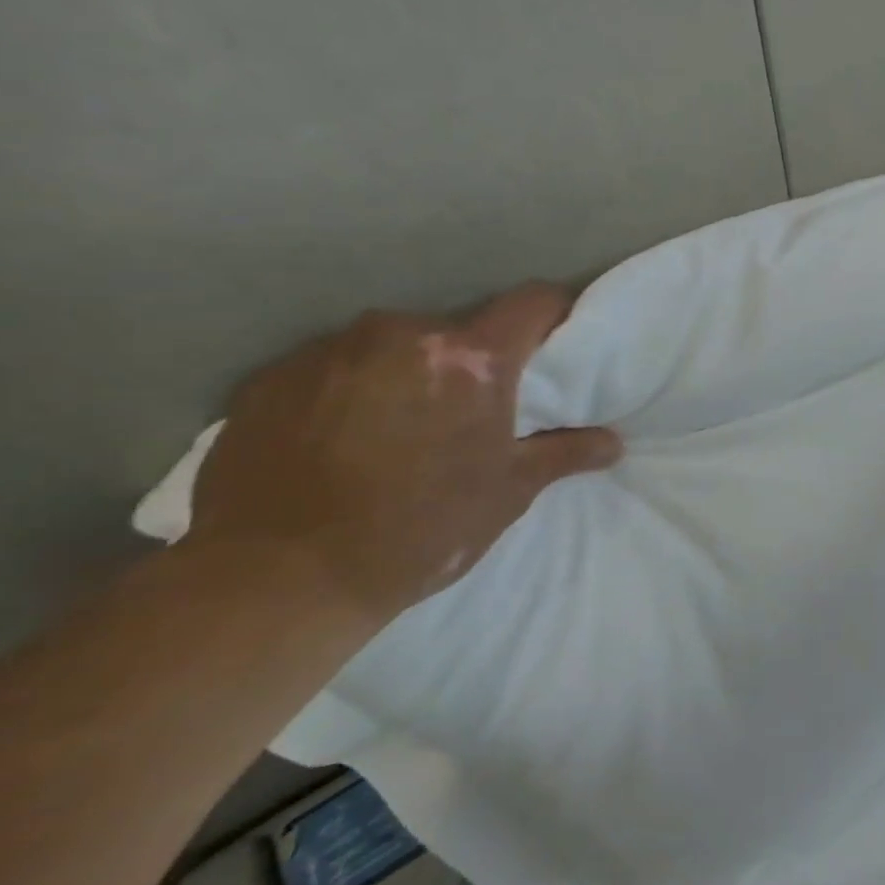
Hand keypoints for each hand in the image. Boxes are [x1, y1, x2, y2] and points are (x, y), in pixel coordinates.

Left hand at [187, 283, 622, 629]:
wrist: (277, 581)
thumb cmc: (420, 530)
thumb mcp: (508, 493)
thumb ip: (565, 453)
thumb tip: (613, 442)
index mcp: (470, 359)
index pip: (531, 303)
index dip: (554, 311)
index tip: (559, 332)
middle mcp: (401, 335)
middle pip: (456, 328)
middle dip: (470, 359)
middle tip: (469, 407)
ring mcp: (328, 351)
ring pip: (391, 345)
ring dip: (406, 371)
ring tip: (397, 425)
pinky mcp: (270, 378)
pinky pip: (331, 367)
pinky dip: (348, 389)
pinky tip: (339, 438)